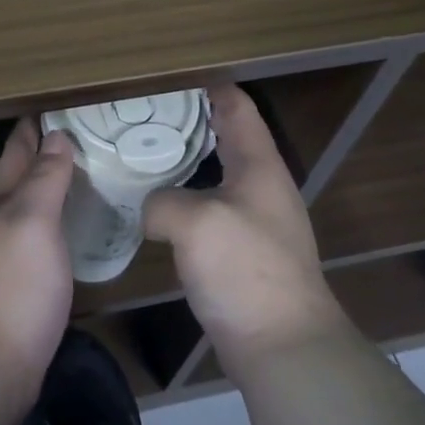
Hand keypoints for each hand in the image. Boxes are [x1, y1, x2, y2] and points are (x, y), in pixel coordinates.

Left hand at [0, 120, 74, 414]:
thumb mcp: (31, 221)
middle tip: (84, 132)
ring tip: (86, 172)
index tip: (59, 103)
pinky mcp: (21, 283)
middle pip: (21, 175)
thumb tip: (56, 135)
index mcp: (1, 199)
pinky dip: (59, 222)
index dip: (35, 125)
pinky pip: (43, 237)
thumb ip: (44, 179)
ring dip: (52, 186)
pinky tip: (77, 227)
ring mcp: (7, 253)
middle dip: (44, 150)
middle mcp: (0, 220)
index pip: (18, 148)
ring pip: (32, 206)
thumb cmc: (13, 284)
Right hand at [144, 83, 345, 379]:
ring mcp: (254, 220)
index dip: (206, 85)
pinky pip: (208, 207)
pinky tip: (155, 206)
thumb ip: (162, 201)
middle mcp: (261, 185)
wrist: (283, 348)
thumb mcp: (194, 222)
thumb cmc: (246, 271)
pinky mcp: (242, 252)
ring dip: (183, 160)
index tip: (166, 76)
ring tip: (141, 153)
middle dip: (186, 120)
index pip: (236, 106)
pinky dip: (183, 197)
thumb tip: (153, 208)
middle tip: (141, 114)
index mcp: (258, 164)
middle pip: (225, 135)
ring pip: (214, 172)